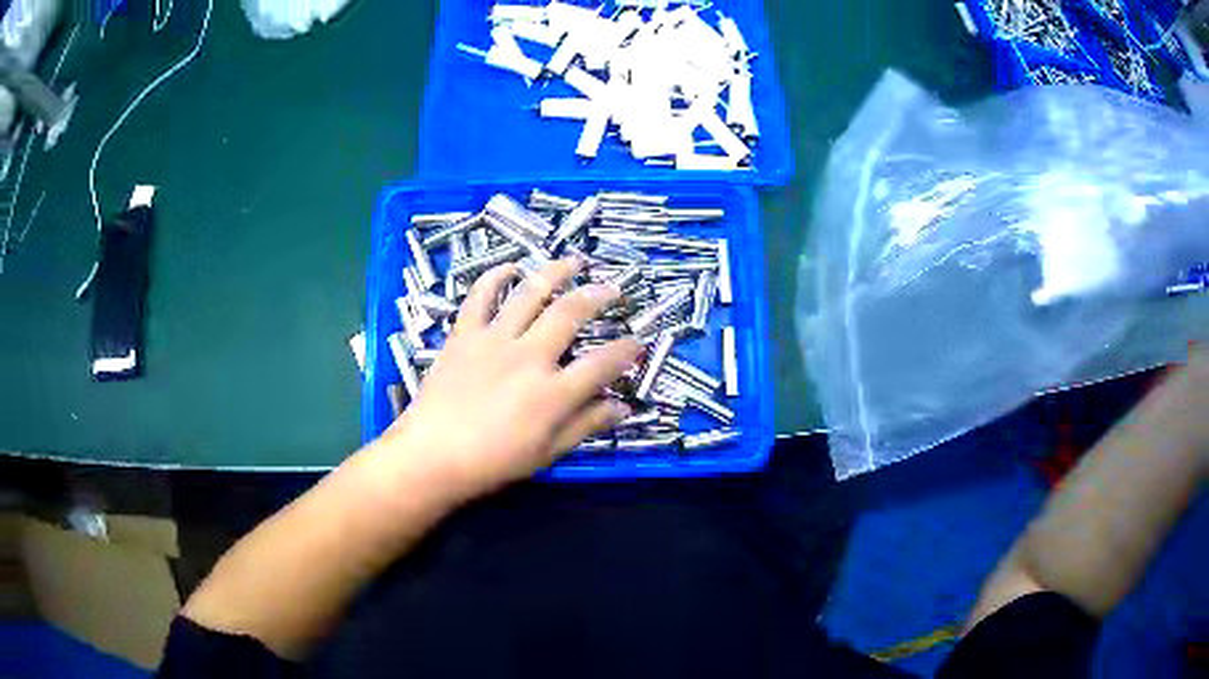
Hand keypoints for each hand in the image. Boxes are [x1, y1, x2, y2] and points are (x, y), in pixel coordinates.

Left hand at [372, 258, 640, 502]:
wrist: (431, 456)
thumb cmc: (492, 462)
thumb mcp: (547, 452)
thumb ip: (586, 425)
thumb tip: (622, 407)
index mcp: (553, 392)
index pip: (603, 362)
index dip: (628, 350)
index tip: (639, 343)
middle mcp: (528, 356)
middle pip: (571, 313)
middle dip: (598, 296)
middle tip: (613, 288)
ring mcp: (494, 339)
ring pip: (530, 293)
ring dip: (555, 272)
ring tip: (573, 261)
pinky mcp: (464, 334)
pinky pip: (480, 296)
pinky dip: (495, 276)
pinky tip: (510, 267)